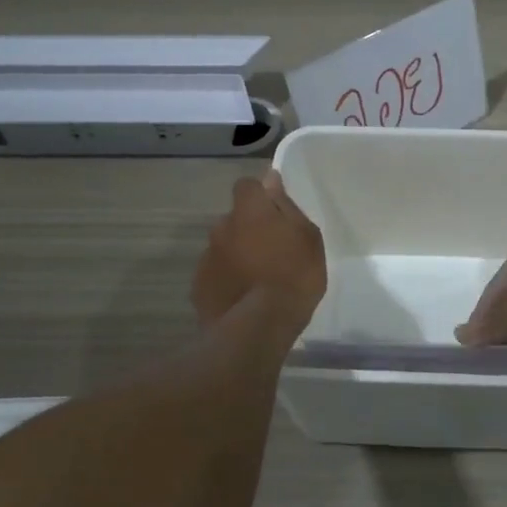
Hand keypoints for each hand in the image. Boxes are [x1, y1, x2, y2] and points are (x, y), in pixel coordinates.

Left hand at [192, 171, 325, 334]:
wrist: (260, 325)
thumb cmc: (294, 275)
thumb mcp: (308, 237)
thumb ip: (286, 206)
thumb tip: (270, 180)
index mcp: (249, 211)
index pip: (246, 185)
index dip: (259, 196)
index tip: (274, 212)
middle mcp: (221, 227)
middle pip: (235, 219)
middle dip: (248, 229)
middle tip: (272, 251)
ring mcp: (206, 257)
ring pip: (224, 247)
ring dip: (237, 255)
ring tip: (258, 280)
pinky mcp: (198, 286)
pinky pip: (216, 274)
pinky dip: (227, 279)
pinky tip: (243, 297)